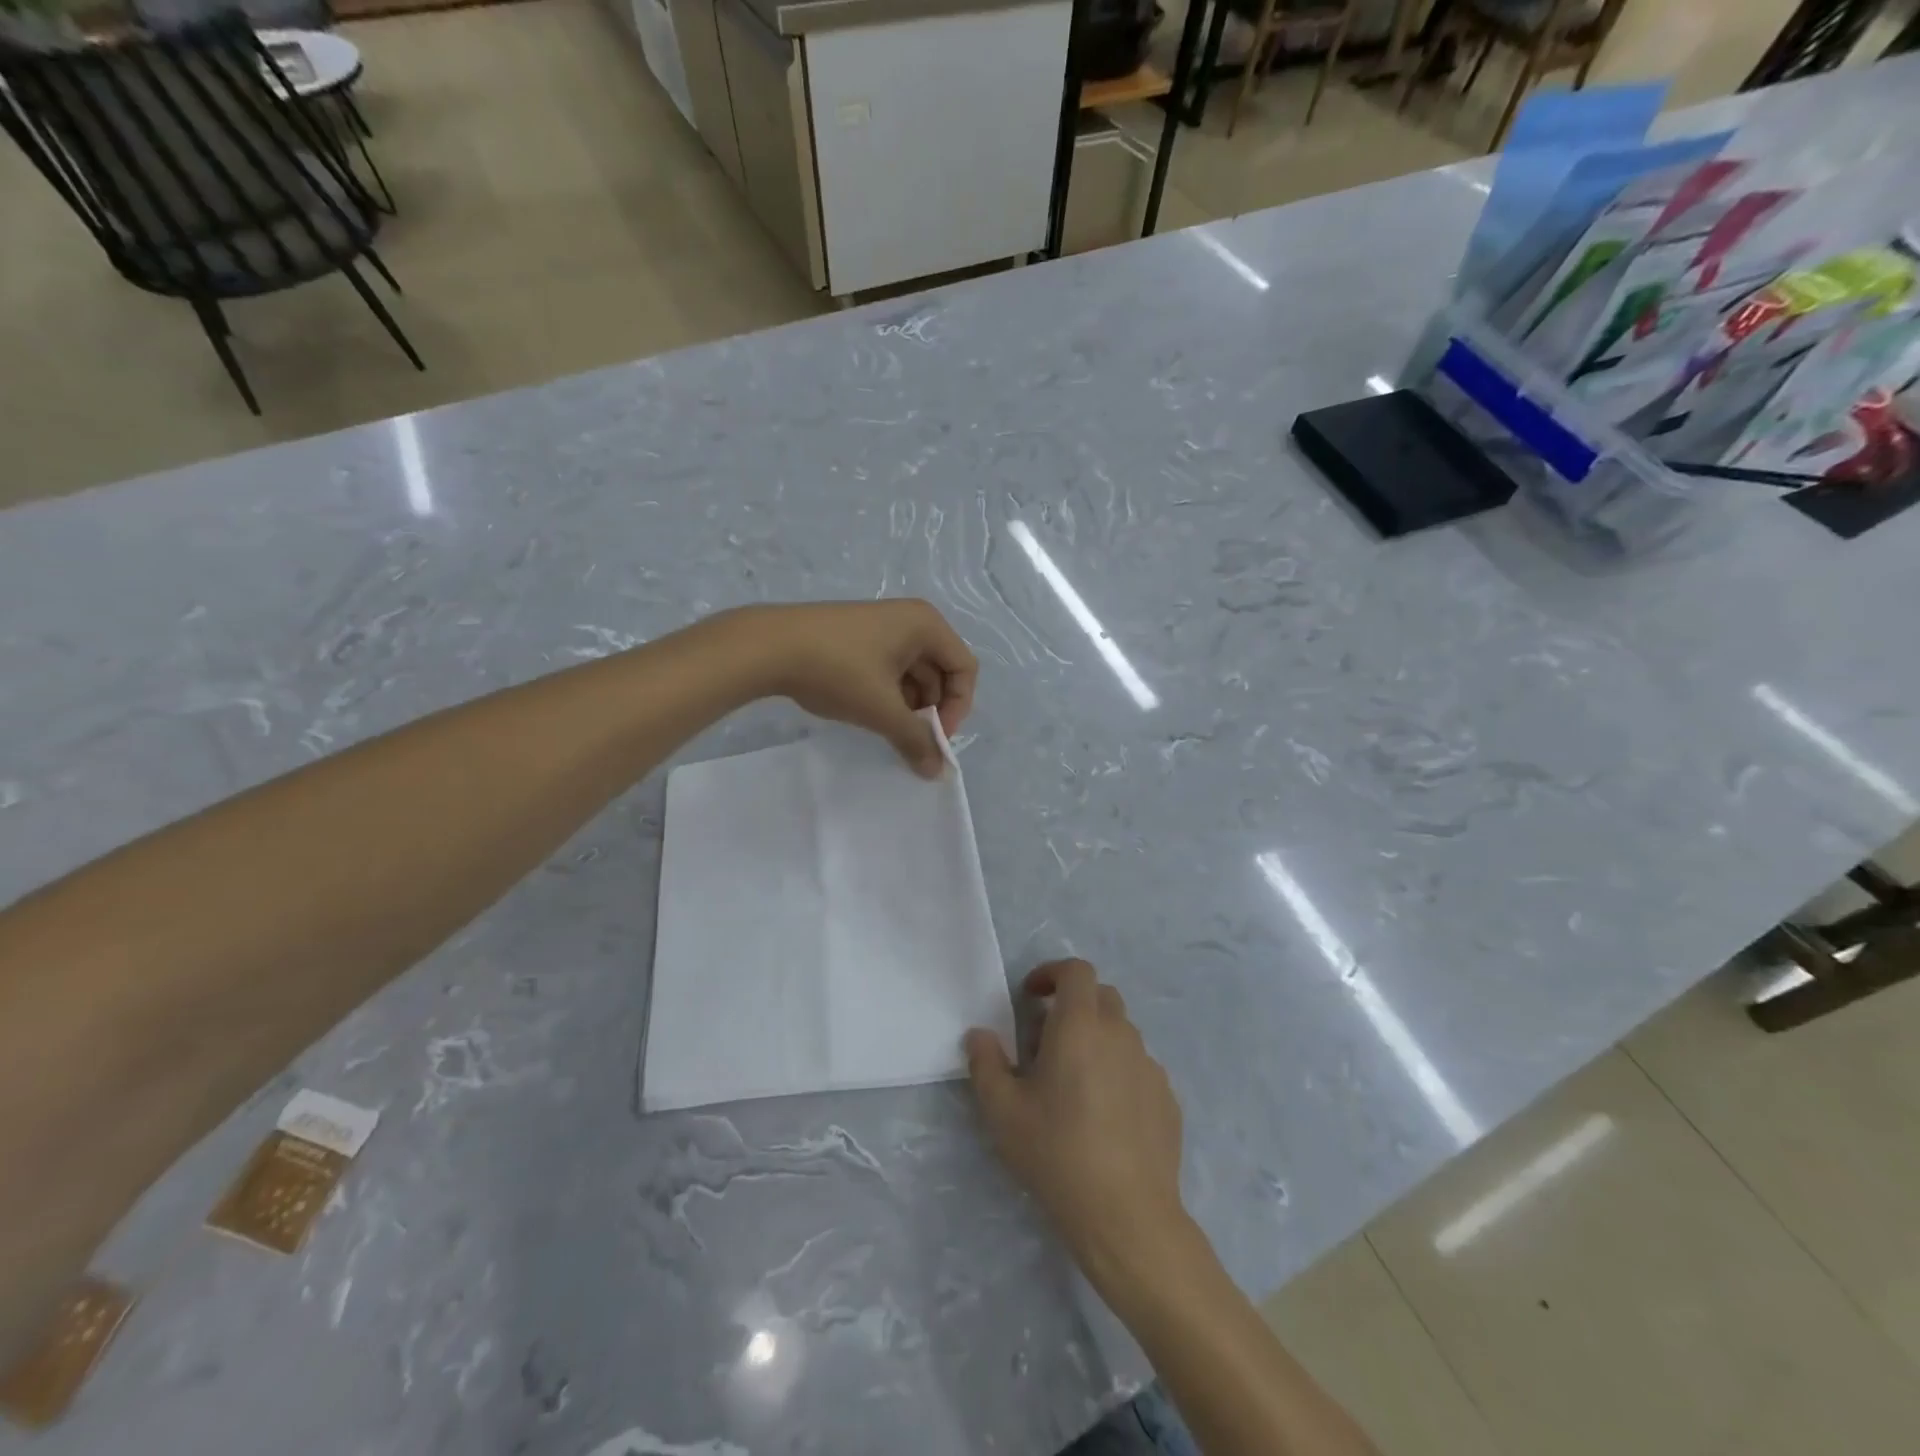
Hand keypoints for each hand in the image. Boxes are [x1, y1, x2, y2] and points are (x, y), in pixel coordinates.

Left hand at [742, 599, 977, 777]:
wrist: (769, 646)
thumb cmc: (838, 671)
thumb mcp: (882, 710)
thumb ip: (916, 740)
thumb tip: (937, 772)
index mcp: (926, 625)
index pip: (964, 669)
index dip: (957, 707)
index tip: (936, 737)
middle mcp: (910, 619)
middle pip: (940, 671)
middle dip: (931, 709)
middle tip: (913, 740)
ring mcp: (881, 626)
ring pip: (913, 673)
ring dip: (909, 706)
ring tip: (889, 731)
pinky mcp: (857, 637)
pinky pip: (889, 669)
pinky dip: (888, 694)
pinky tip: (869, 714)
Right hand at [965, 959, 1192, 1292]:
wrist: (1127, 1217)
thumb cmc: (1057, 1154)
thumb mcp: (1002, 1112)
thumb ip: (986, 1063)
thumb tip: (980, 1035)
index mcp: (1080, 1026)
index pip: (1076, 971)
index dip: (1052, 974)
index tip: (1031, 997)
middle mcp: (1120, 1034)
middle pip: (1100, 996)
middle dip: (1072, 1005)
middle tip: (1046, 1041)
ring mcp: (1149, 1065)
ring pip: (1121, 1032)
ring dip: (1096, 1039)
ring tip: (1073, 1083)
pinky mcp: (1168, 1098)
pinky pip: (1138, 1067)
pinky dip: (1118, 1071)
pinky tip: (1104, 1115)